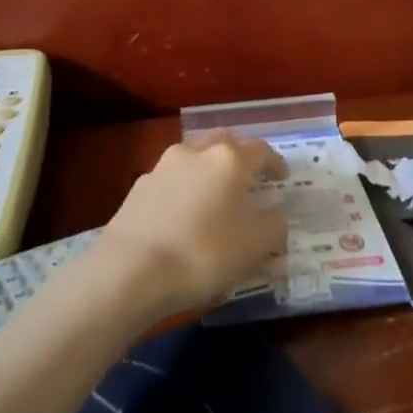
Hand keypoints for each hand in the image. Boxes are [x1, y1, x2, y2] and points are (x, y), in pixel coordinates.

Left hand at [93, 132, 289, 319]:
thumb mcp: (253, 247)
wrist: (130, 269)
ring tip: (215, 196)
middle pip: (224, 143)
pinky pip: (171, 180)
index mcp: (229, 160)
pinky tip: (184, 214)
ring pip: (194, 158)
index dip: (275, 163)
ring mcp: (162, 167)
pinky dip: (184, 189)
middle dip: (239, 156)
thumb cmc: (202, 253)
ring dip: (208, 170)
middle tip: (249, 178)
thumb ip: (273, 227)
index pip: (260, 150)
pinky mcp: (138, 187)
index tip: (282, 177)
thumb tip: (276, 216)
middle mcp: (196, 152)